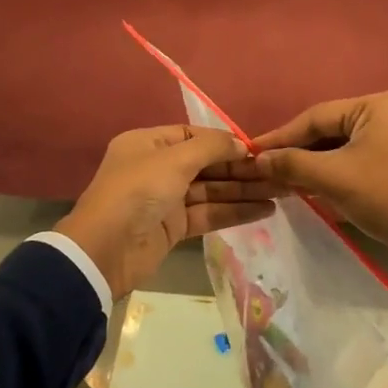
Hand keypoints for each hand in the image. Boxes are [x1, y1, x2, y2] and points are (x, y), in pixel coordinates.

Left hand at [56, 125, 275, 301]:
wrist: (104, 251)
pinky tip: (265, 210)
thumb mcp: (173, 161)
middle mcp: (157, 168)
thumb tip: (241, 144)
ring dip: (245, 191)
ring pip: (212, 190)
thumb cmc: (136, 193)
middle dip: (242, 168)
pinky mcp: (174, 227)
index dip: (225, 142)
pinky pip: (209, 214)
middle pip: (207, 164)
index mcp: (148, 144)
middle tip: (280, 172)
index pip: (193, 136)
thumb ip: (210, 148)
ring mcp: (166, 199)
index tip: (257, 149)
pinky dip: (235, 212)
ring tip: (283, 191)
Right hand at [248, 91, 387, 262]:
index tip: (252, 152)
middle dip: (298, 152)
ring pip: (344, 147)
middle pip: (330, 131)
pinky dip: (335, 172)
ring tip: (283, 180)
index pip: (316, 117)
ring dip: (314, 164)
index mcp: (376, 106)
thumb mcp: (332, 177)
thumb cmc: (383, 196)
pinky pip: (359, 159)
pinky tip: (312, 186)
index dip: (281, 137)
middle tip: (266, 168)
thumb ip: (291, 163)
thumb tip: (258, 160)